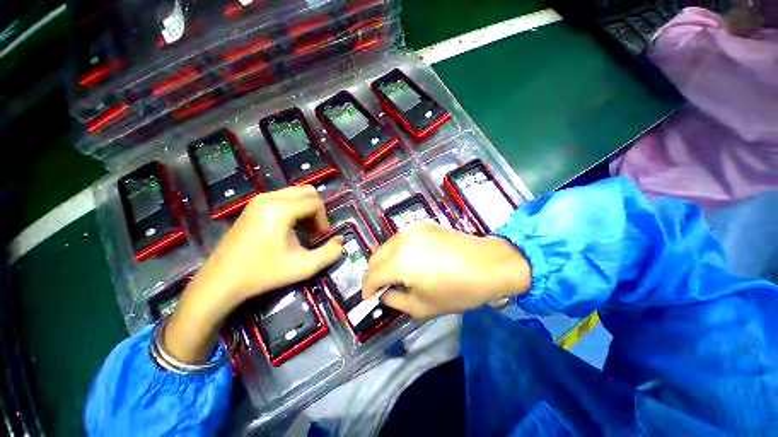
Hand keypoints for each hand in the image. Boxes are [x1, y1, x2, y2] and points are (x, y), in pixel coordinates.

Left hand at [164, 186, 343, 363]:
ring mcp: (258, 200)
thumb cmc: (263, 274)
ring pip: (295, 193)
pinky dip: (294, 209)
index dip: (324, 220)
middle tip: (314, 232)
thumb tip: (340, 241)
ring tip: (303, 232)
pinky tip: (289, 229)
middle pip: (307, 192)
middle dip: (317, 211)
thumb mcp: (303, 267)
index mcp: (280, 209)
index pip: (315, 203)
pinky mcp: (253, 206)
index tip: (321, 238)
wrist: (221, 282)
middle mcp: (269, 197)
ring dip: (306, 210)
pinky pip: (283, 198)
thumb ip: (329, 254)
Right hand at [363, 222, 530, 318]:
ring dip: (385, 260)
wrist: (488, 264)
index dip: (367, 288)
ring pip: (387, 245)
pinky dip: (398, 249)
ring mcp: (411, 229)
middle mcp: (401, 241)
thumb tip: (384, 293)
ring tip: (396, 273)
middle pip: (375, 257)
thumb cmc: (457, 290)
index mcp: (399, 262)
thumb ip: (395, 301)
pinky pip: (401, 238)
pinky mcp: (422, 224)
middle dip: (374, 273)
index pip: (372, 275)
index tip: (369, 298)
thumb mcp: (422, 307)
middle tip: (383, 287)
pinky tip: (411, 258)